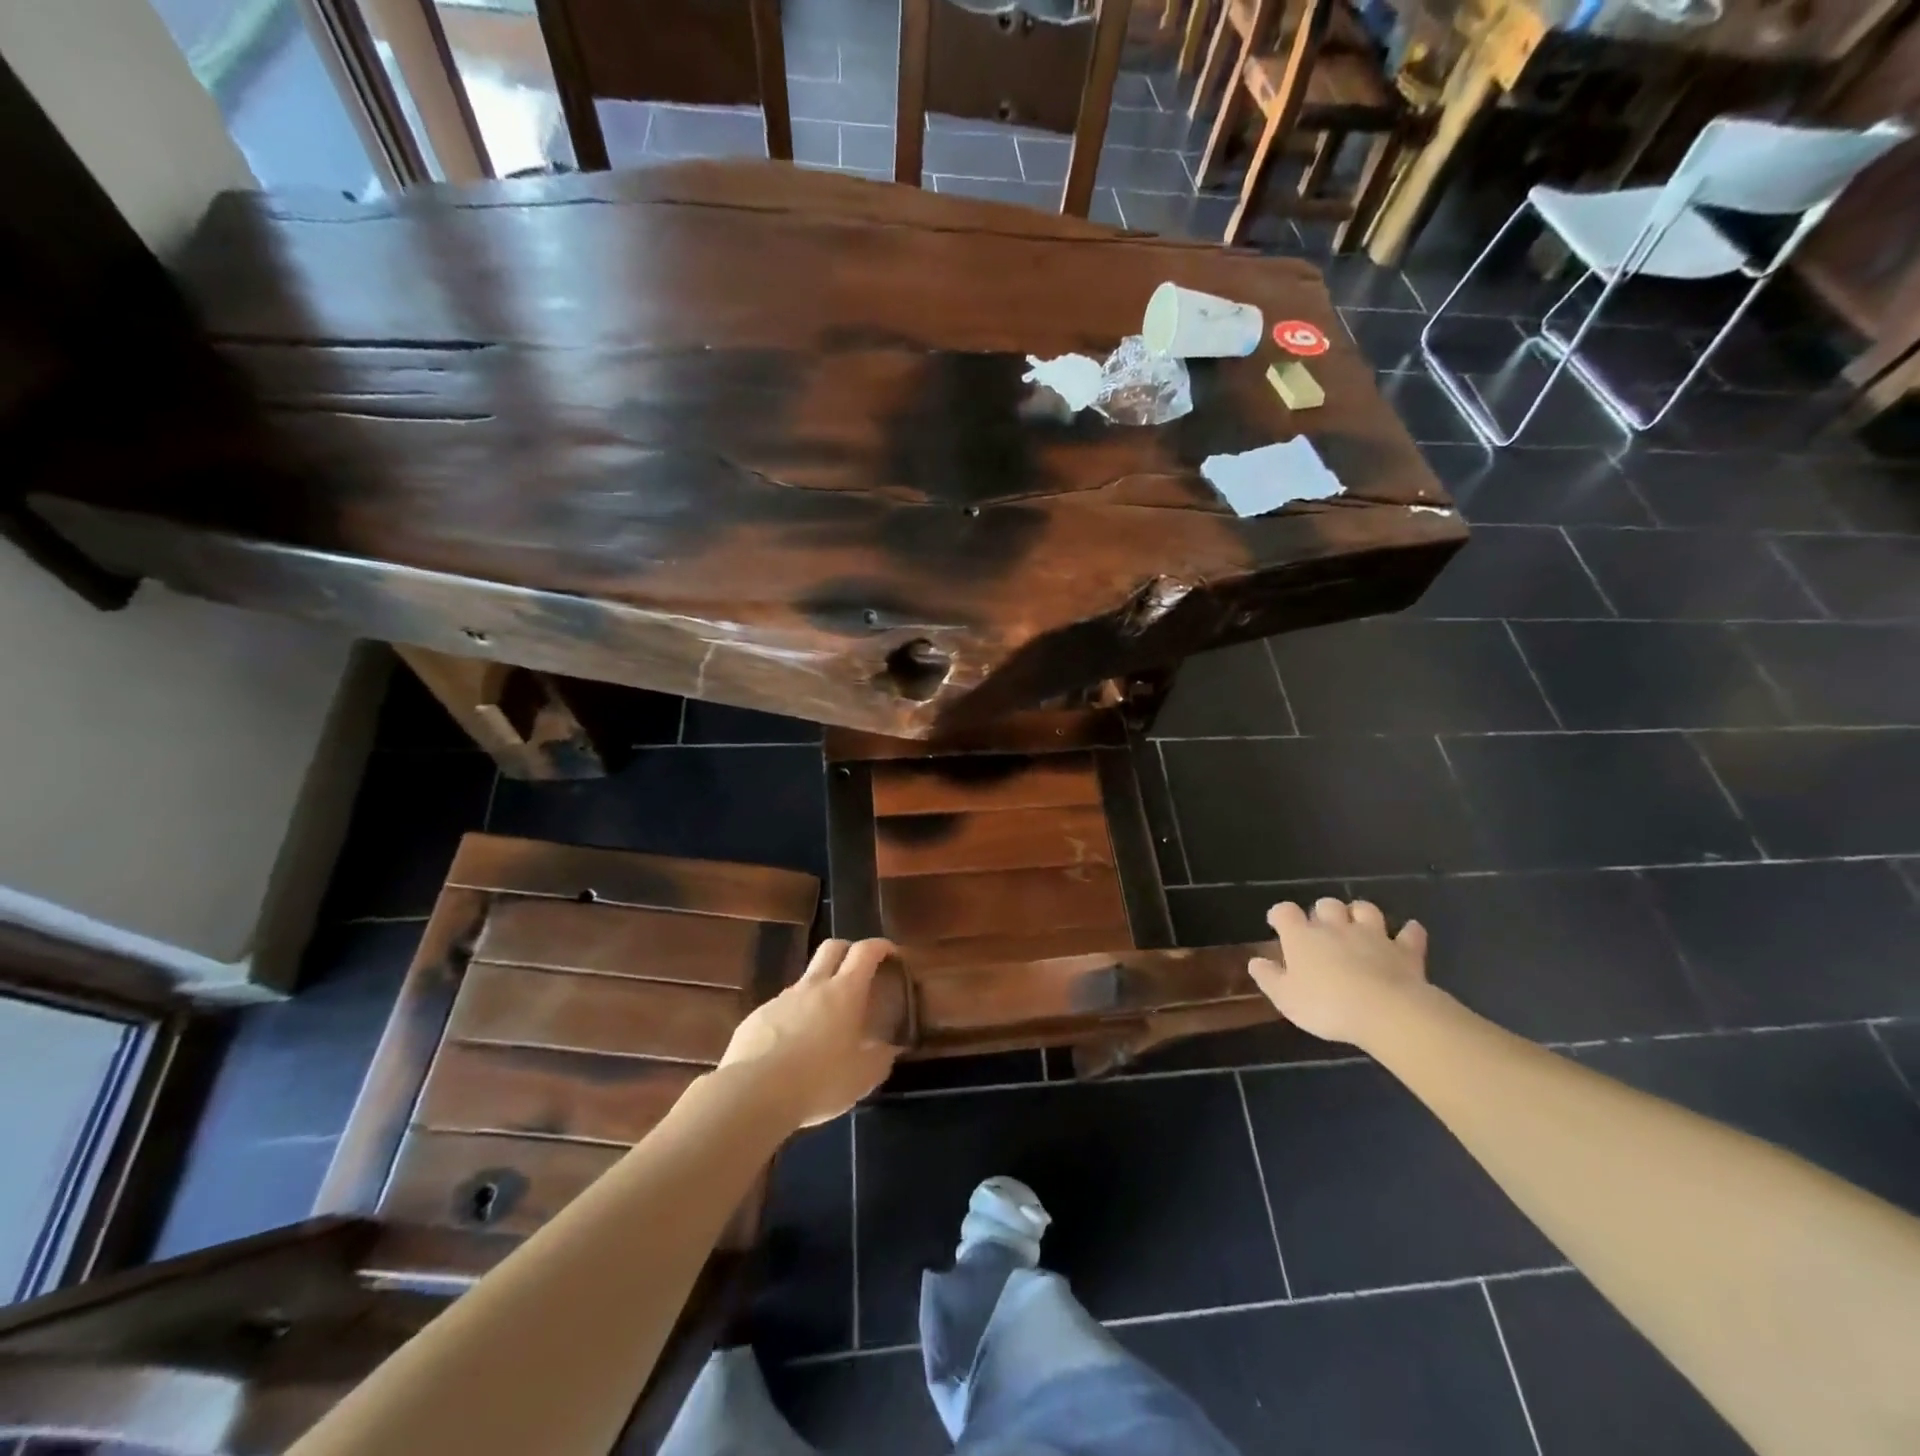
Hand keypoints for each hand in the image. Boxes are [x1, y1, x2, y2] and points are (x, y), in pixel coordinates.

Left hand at [719, 939, 900, 1127]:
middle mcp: (813, 986)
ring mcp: (781, 999)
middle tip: (859, 970)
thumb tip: (887, 1050)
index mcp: (844, 992)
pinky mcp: (757, 1017)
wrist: (754, 1093)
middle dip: (848, 950)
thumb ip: (880, 1059)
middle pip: (832, 947)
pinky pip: (781, 1009)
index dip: (881, 946)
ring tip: (824, 1024)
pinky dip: (793, 1018)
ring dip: (819, 990)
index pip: (865, 951)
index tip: (891, 953)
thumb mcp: (863, 1078)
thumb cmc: (819, 1081)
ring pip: (805, 980)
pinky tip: (792, 1049)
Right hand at [1248, 898, 1432, 1047]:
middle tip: (1321, 928)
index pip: (1285, 912)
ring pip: (1365, 909)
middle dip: (1322, 911)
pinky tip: (1409, 933)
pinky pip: (1410, 934)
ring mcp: (1373, 935)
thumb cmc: (1326, 1005)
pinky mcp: (1405, 951)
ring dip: (1360, 913)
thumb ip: (1268, 978)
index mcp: (1302, 937)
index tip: (1277, 923)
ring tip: (1358, 924)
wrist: (1385, 1011)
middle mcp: (1335, 927)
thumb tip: (1255, 962)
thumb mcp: (1285, 998)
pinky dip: (1409, 932)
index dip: (1280, 914)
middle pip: (1326, 904)